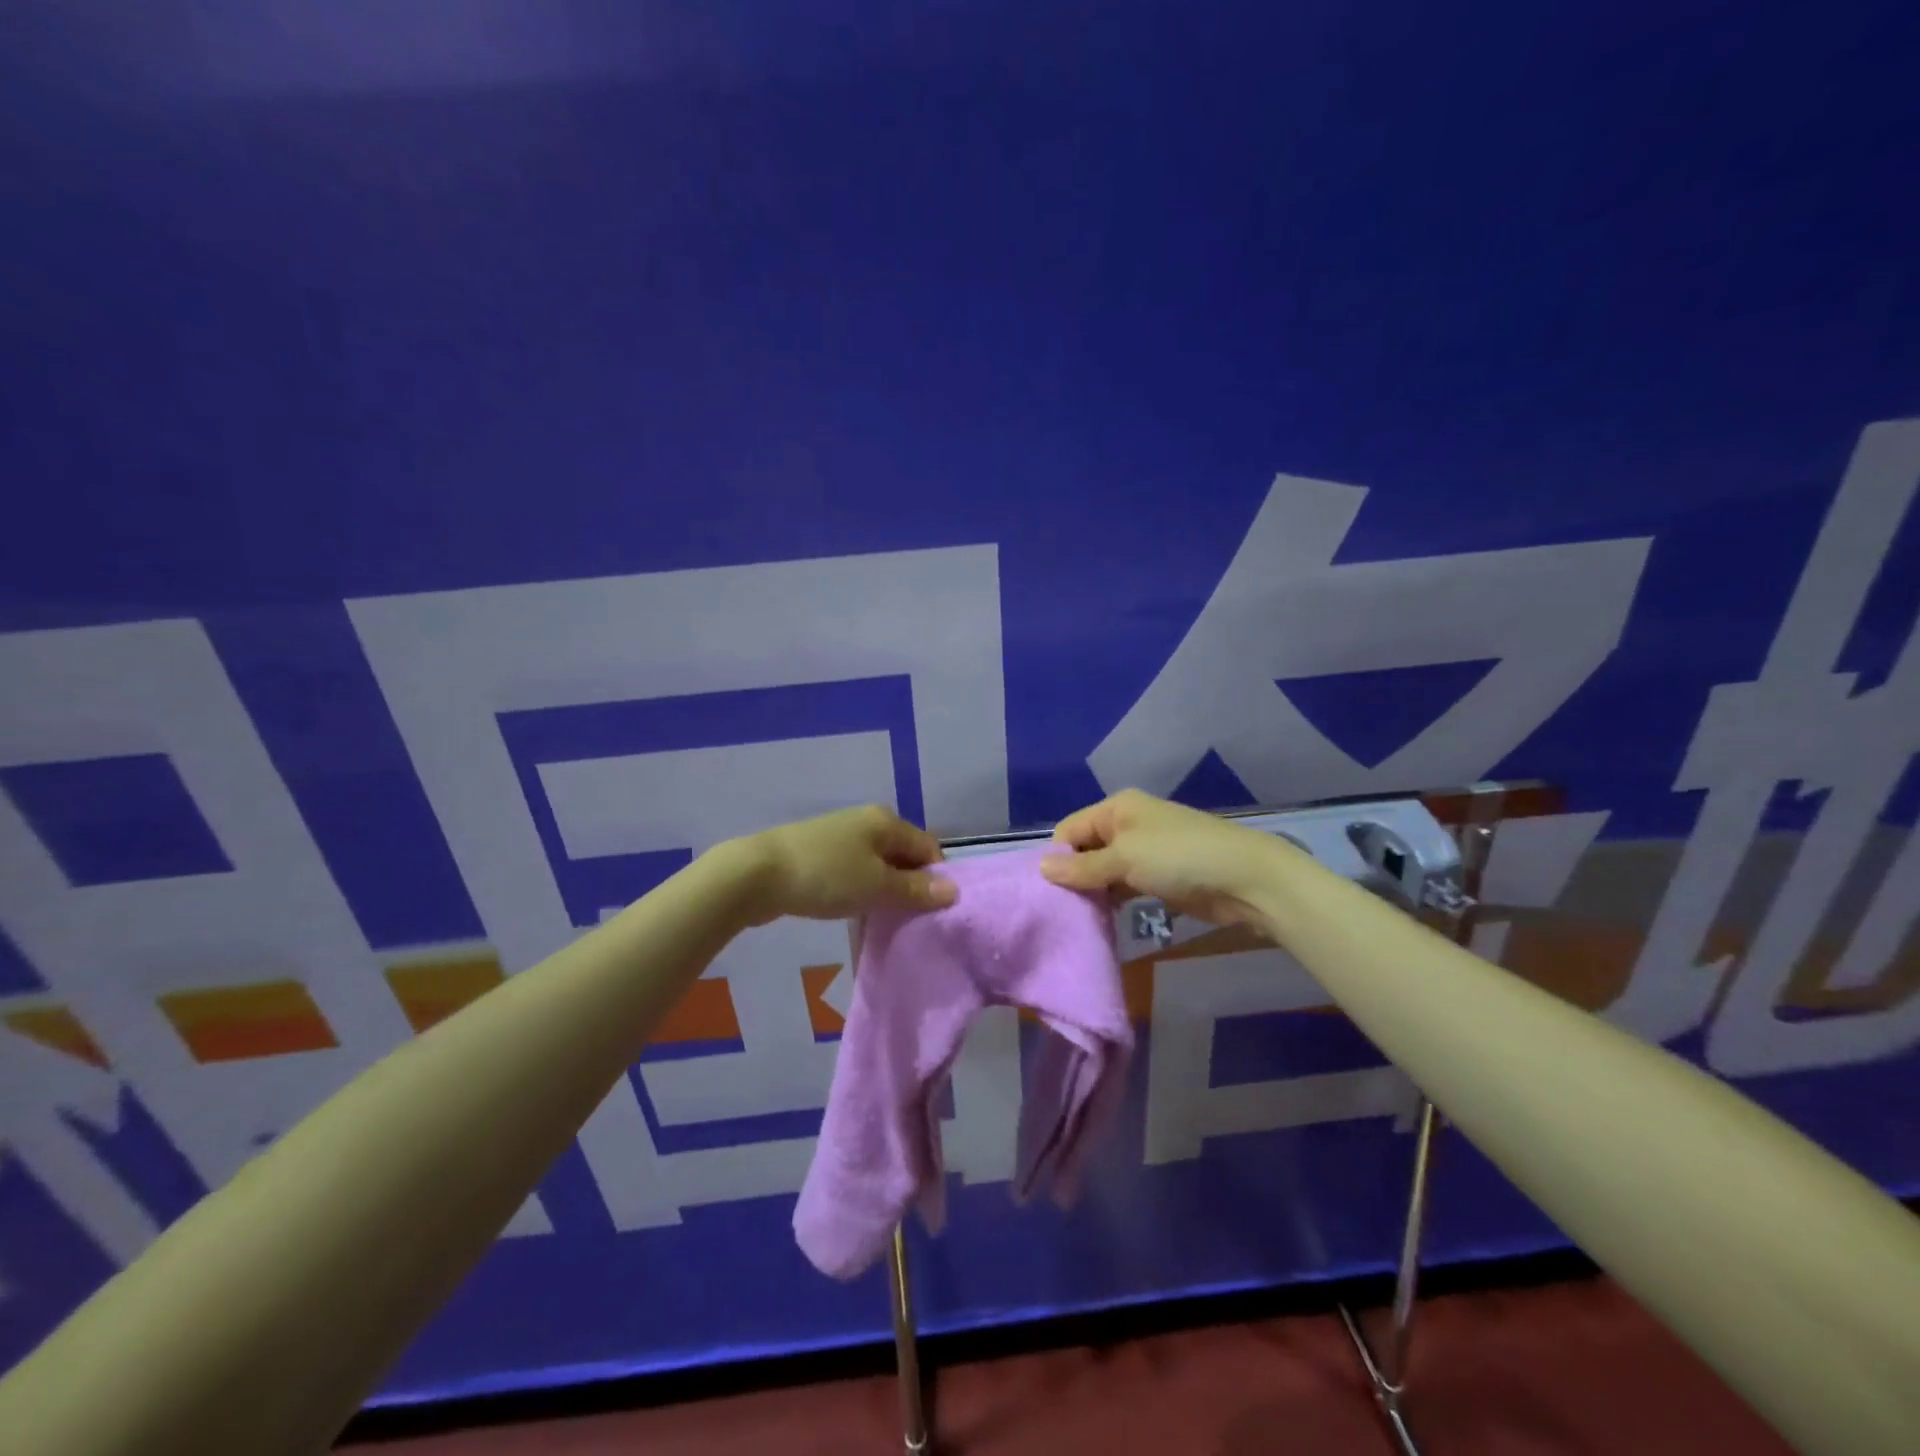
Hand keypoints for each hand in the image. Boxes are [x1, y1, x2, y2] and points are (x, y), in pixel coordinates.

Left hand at [728, 805, 956, 925]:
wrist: (757, 874)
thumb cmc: (826, 875)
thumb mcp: (877, 885)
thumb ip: (915, 889)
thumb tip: (953, 890)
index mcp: (886, 821)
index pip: (928, 847)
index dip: (937, 878)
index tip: (935, 912)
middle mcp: (867, 822)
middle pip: (903, 856)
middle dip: (911, 887)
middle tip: (913, 922)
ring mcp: (841, 837)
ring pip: (878, 866)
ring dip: (885, 893)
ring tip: (886, 923)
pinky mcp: (820, 855)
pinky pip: (854, 873)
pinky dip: (861, 892)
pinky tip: (857, 915)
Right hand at [1038, 789, 1287, 927]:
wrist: (1247, 879)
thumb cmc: (1180, 858)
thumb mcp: (1125, 859)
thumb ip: (1083, 867)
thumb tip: (1041, 868)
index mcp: (1117, 808)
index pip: (1070, 829)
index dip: (1057, 857)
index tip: (1048, 892)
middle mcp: (1128, 824)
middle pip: (1086, 849)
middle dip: (1073, 876)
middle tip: (1060, 911)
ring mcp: (1145, 851)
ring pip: (1104, 870)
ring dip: (1093, 892)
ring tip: (1077, 920)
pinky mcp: (1160, 877)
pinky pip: (1124, 886)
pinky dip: (1113, 900)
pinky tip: (1102, 920)